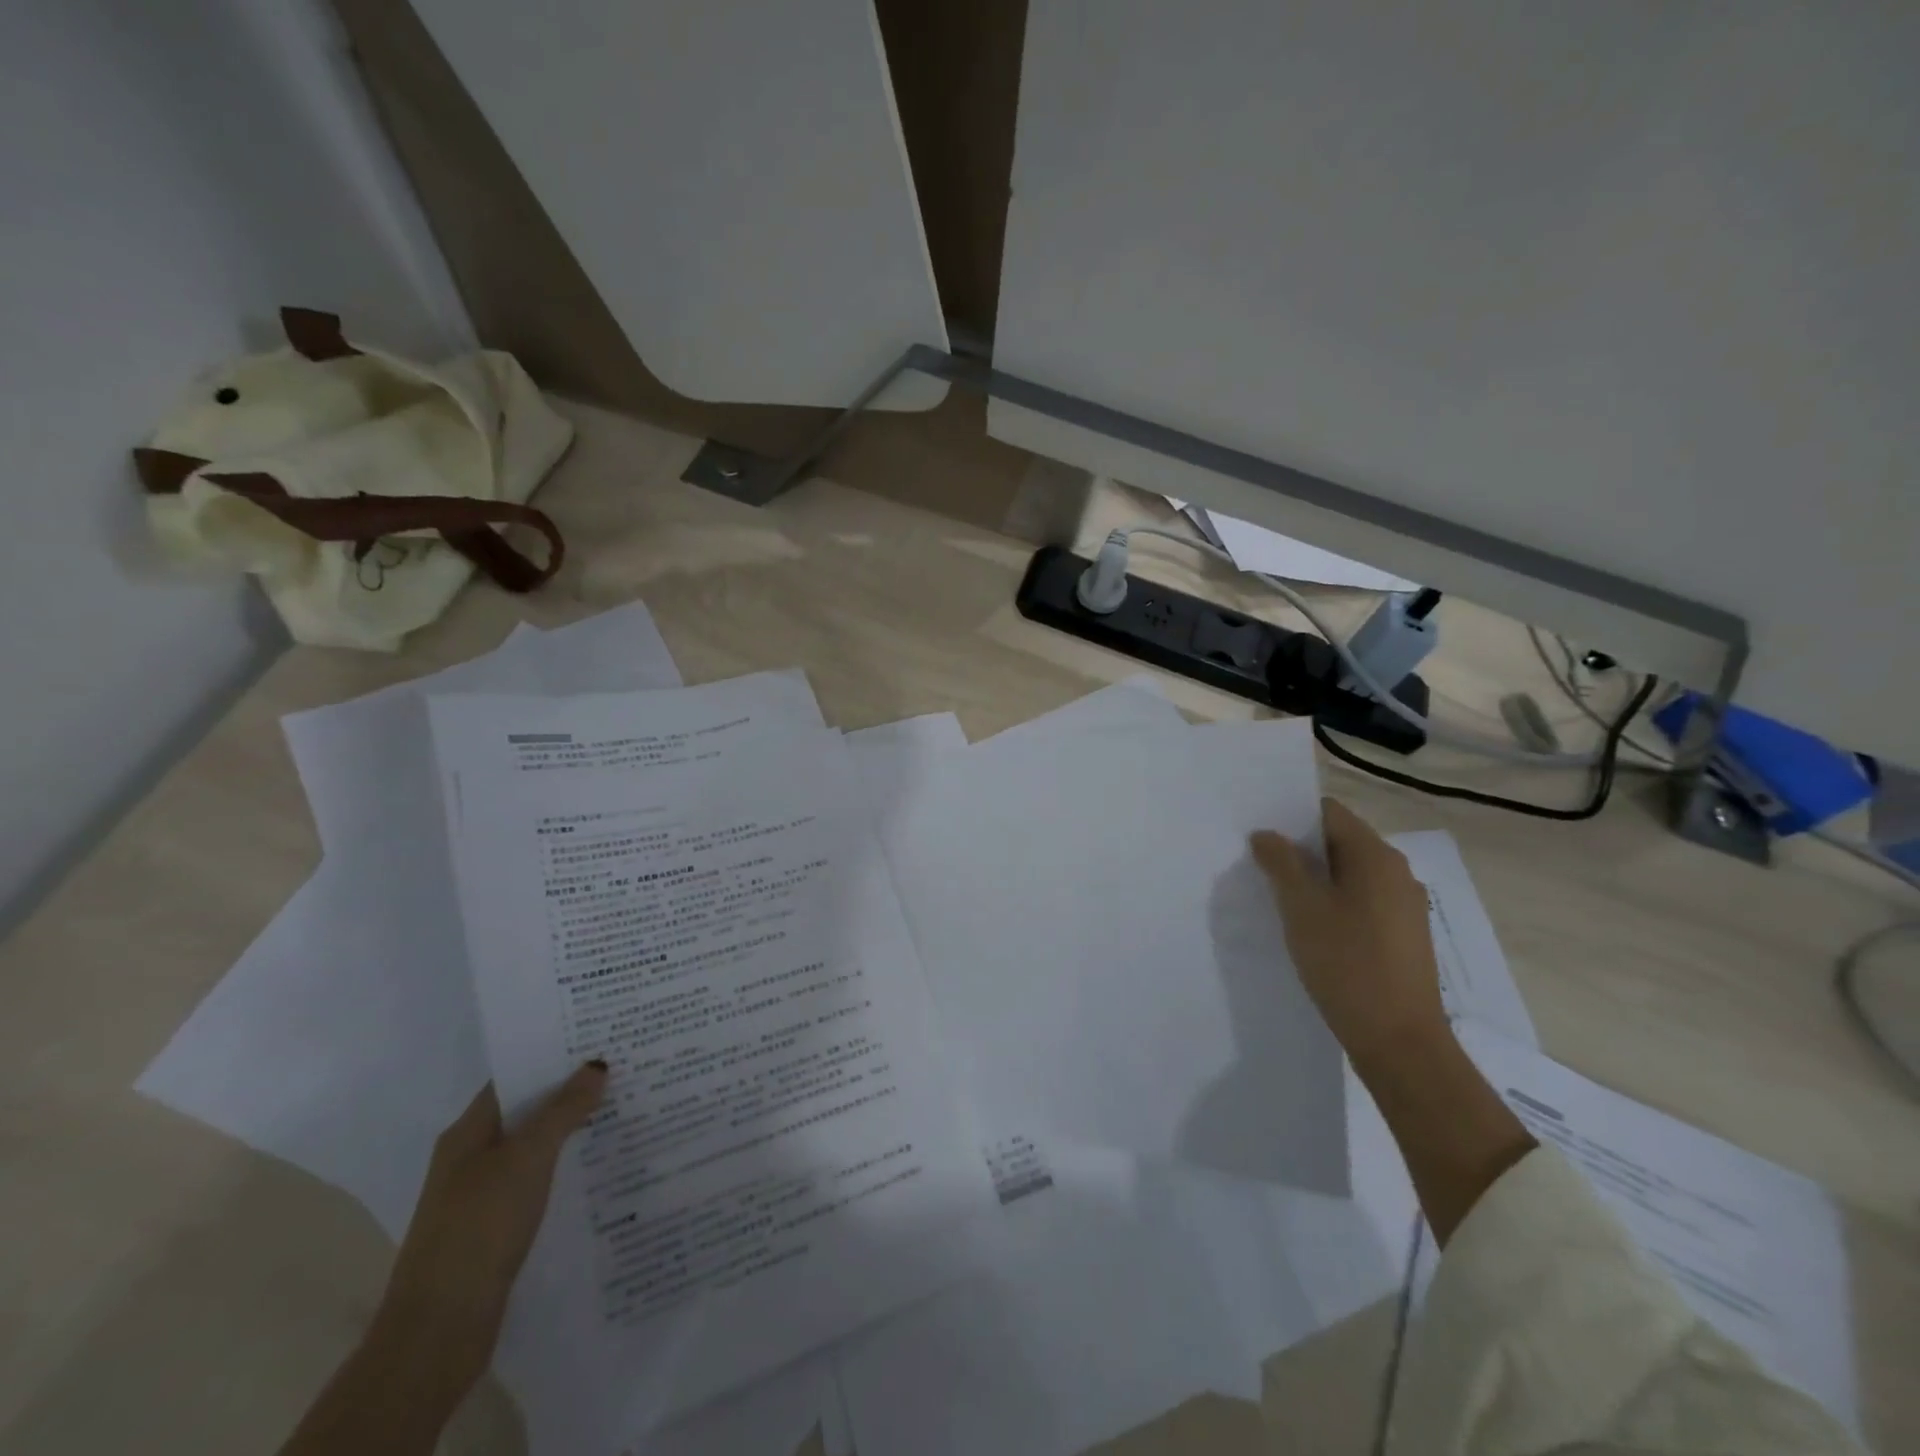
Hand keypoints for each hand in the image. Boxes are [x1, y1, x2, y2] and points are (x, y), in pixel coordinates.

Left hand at [376, 1063, 606, 1394]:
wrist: (439, 1329)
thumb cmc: (479, 1227)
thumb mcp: (528, 1157)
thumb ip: (563, 1109)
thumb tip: (596, 1065)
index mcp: (468, 1132)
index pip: (515, 1077)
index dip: (554, 1056)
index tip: (600, 1039)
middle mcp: (470, 1157)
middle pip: (527, 1111)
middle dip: (571, 1091)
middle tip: (624, 1069)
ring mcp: (481, 1195)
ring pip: (535, 1148)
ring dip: (572, 1130)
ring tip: (624, 1109)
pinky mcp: (496, 1228)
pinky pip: (538, 1181)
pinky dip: (566, 1168)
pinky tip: (601, 1166)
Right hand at [1251, 798, 1448, 1066]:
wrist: (1400, 1041)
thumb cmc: (1347, 964)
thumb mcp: (1302, 908)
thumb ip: (1281, 863)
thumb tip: (1267, 834)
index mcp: (1377, 857)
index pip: (1329, 813)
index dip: (1292, 816)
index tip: (1259, 830)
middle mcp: (1397, 873)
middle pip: (1340, 842)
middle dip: (1300, 849)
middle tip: (1259, 862)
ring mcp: (1405, 906)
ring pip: (1350, 874)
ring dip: (1315, 878)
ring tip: (1278, 895)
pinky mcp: (1404, 935)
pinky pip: (1362, 901)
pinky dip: (1334, 902)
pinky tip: (1309, 926)